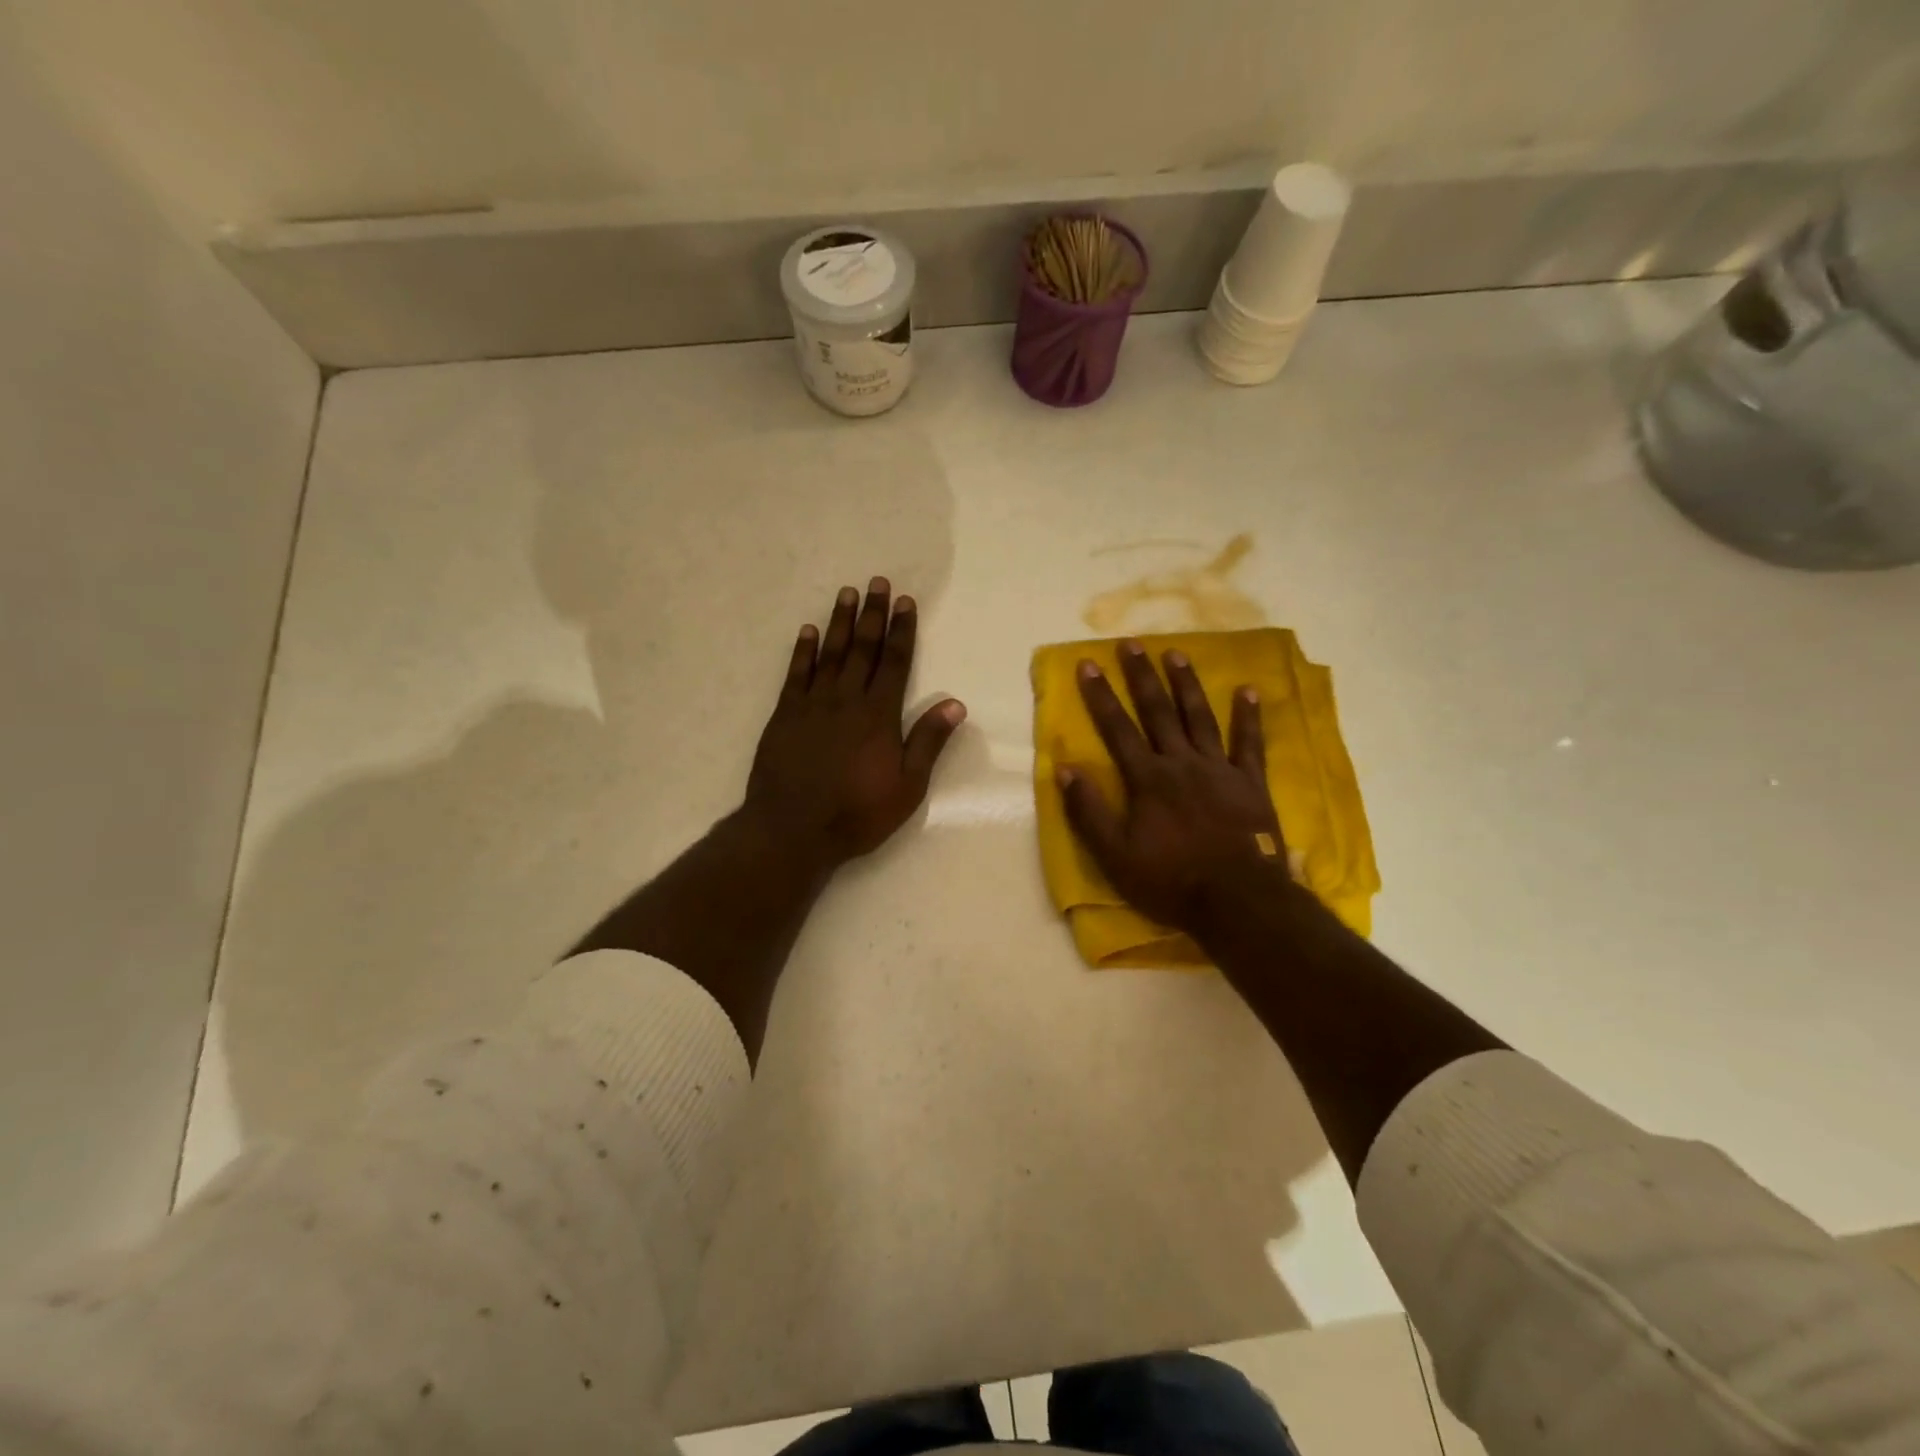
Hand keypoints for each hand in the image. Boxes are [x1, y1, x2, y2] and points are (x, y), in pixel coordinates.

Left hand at [745, 578, 965, 869]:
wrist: (793, 829)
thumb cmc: (857, 813)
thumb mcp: (907, 786)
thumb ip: (928, 742)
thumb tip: (955, 704)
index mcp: (879, 715)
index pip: (895, 662)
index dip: (902, 631)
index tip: (905, 602)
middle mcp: (846, 700)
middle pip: (863, 649)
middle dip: (872, 615)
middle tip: (876, 582)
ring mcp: (812, 705)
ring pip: (830, 654)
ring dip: (839, 622)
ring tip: (846, 593)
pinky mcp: (784, 715)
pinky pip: (796, 674)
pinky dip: (803, 651)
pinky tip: (808, 631)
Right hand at [1057, 641, 1284, 932]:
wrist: (1238, 900)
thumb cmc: (1170, 880)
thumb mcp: (1114, 855)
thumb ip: (1089, 811)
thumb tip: (1065, 768)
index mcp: (1147, 779)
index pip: (1117, 729)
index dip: (1101, 697)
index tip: (1088, 665)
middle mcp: (1181, 763)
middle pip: (1158, 711)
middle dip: (1141, 676)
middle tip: (1131, 642)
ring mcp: (1219, 770)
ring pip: (1200, 717)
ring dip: (1186, 684)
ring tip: (1176, 653)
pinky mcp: (1250, 783)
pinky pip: (1250, 743)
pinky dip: (1249, 716)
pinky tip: (1248, 690)